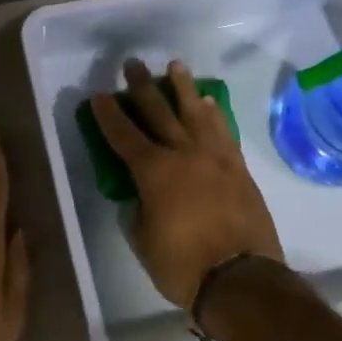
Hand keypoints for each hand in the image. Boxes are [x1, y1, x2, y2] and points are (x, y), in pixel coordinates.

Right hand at [89, 59, 283, 309]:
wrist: (241, 277)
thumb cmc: (183, 264)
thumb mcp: (144, 240)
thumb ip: (140, 209)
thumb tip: (142, 196)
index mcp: (153, 171)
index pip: (124, 135)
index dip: (109, 114)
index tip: (100, 94)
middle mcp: (182, 153)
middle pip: (158, 111)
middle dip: (142, 86)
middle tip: (133, 63)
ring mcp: (214, 157)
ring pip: (195, 112)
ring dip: (183, 87)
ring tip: (176, 66)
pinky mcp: (237, 167)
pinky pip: (223, 131)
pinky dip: (214, 114)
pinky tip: (209, 103)